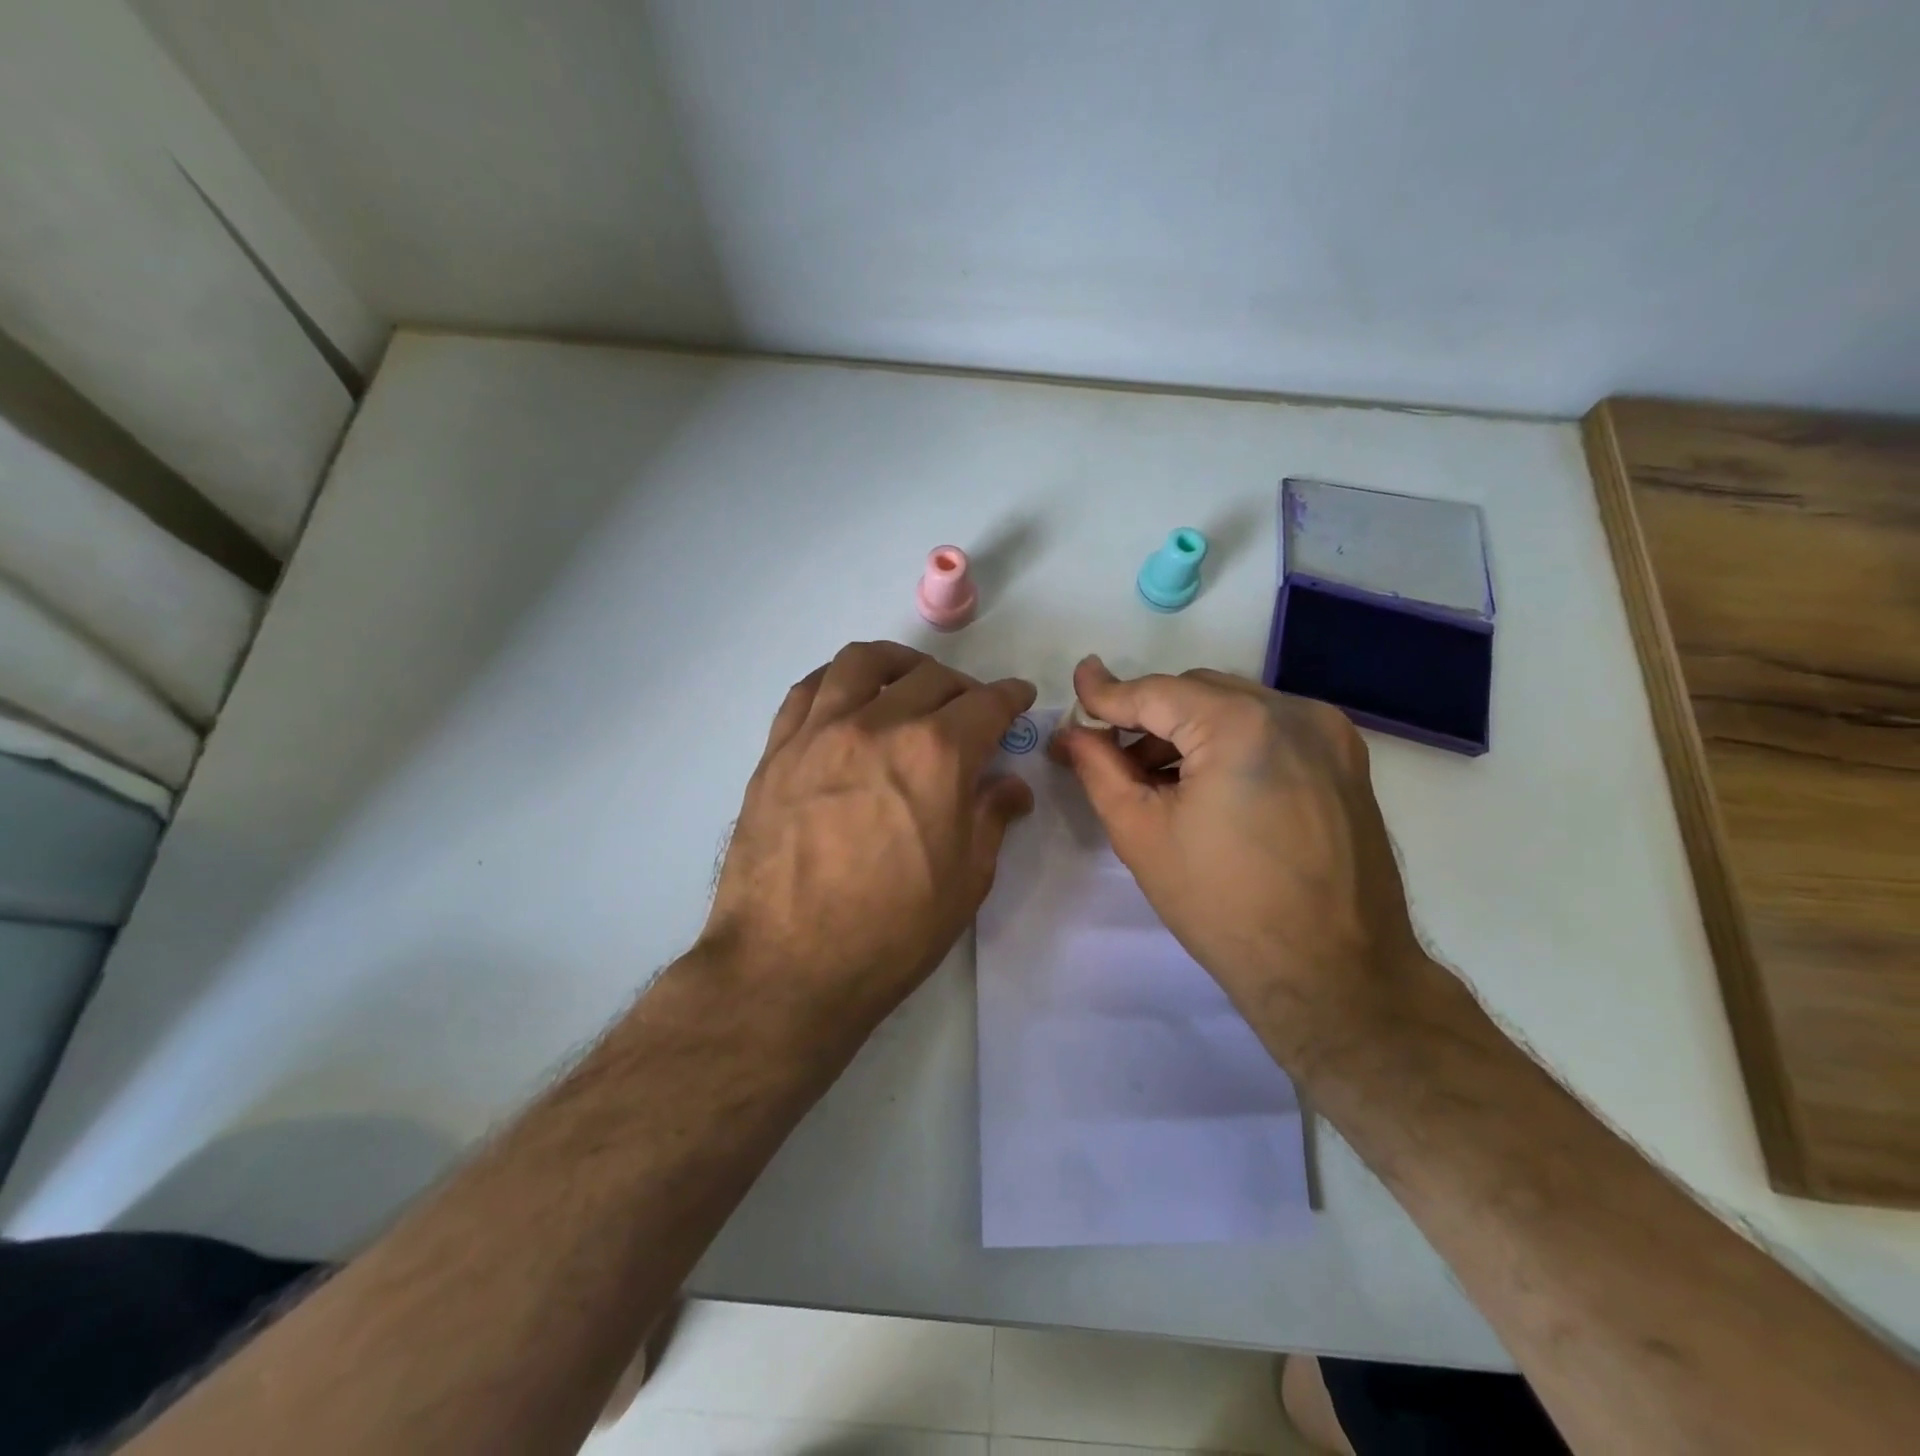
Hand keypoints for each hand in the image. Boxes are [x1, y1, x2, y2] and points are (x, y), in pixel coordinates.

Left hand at [702, 641, 1035, 1031]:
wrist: (787, 967)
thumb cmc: (891, 933)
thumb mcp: (966, 881)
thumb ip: (991, 818)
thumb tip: (1009, 786)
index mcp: (936, 755)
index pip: (986, 704)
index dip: (1010, 697)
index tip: (1018, 699)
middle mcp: (879, 725)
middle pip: (930, 677)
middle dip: (963, 687)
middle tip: (969, 711)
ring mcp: (820, 732)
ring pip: (863, 663)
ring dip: (898, 664)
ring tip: (908, 683)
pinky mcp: (777, 751)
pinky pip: (808, 690)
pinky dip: (837, 681)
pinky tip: (847, 700)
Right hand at [1052, 656, 1424, 1066]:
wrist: (1333, 975)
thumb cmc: (1223, 906)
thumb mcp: (1141, 833)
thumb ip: (1099, 768)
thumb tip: (1072, 731)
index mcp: (1241, 724)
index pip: (1157, 692)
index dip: (1108, 691)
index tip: (1077, 682)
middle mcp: (1293, 711)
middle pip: (1197, 692)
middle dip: (1150, 716)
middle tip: (1110, 753)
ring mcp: (1329, 734)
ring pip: (1235, 707)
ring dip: (1189, 730)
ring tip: (1157, 780)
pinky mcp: (1347, 761)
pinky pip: (1271, 729)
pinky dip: (1230, 743)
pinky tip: (1208, 787)